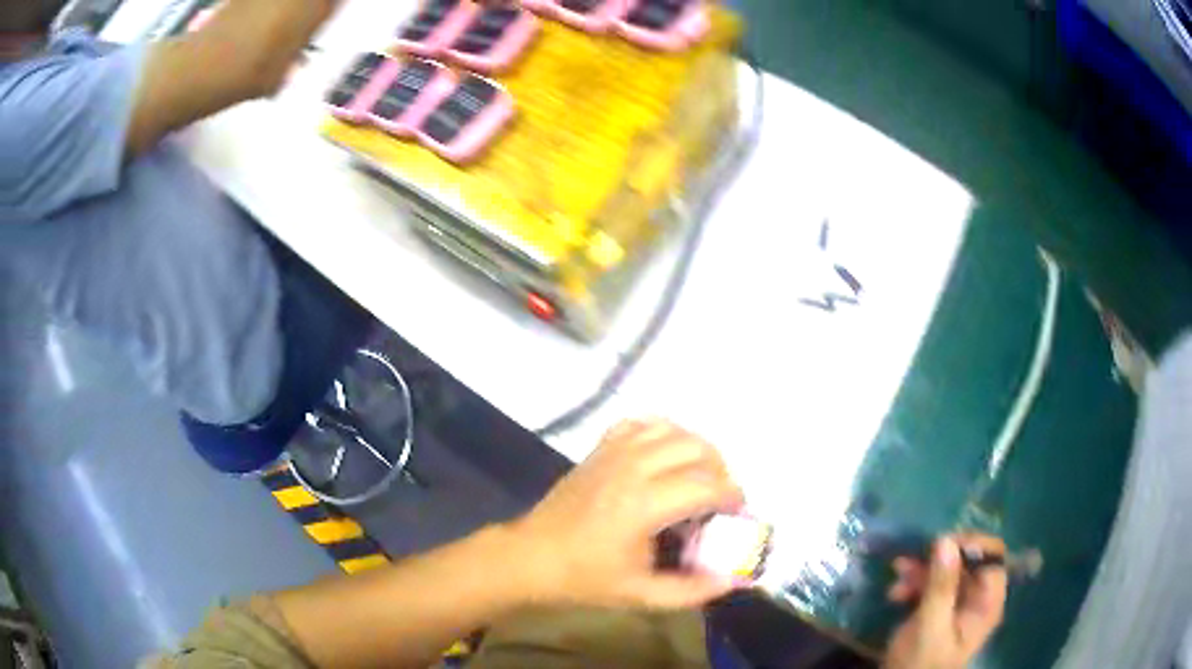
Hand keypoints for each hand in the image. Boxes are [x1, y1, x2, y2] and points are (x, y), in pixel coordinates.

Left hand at [507, 419, 745, 609]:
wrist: (531, 556)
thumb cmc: (584, 578)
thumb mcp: (640, 594)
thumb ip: (691, 590)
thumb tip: (733, 581)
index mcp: (643, 504)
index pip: (706, 484)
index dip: (732, 496)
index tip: (737, 513)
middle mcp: (632, 467)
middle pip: (696, 448)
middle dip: (720, 471)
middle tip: (719, 500)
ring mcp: (613, 452)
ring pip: (672, 429)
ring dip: (696, 449)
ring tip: (698, 477)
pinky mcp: (600, 448)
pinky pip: (641, 424)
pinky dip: (663, 433)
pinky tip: (665, 456)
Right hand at [883, 534, 1007, 668]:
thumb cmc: (920, 662)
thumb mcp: (930, 626)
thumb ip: (941, 586)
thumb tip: (946, 539)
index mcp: (986, 602)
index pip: (992, 557)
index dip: (971, 546)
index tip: (941, 546)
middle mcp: (977, 599)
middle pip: (967, 563)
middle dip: (937, 559)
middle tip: (910, 561)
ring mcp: (958, 605)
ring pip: (947, 572)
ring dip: (921, 570)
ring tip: (897, 574)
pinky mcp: (939, 610)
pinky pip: (932, 586)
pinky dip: (914, 583)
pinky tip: (895, 591)